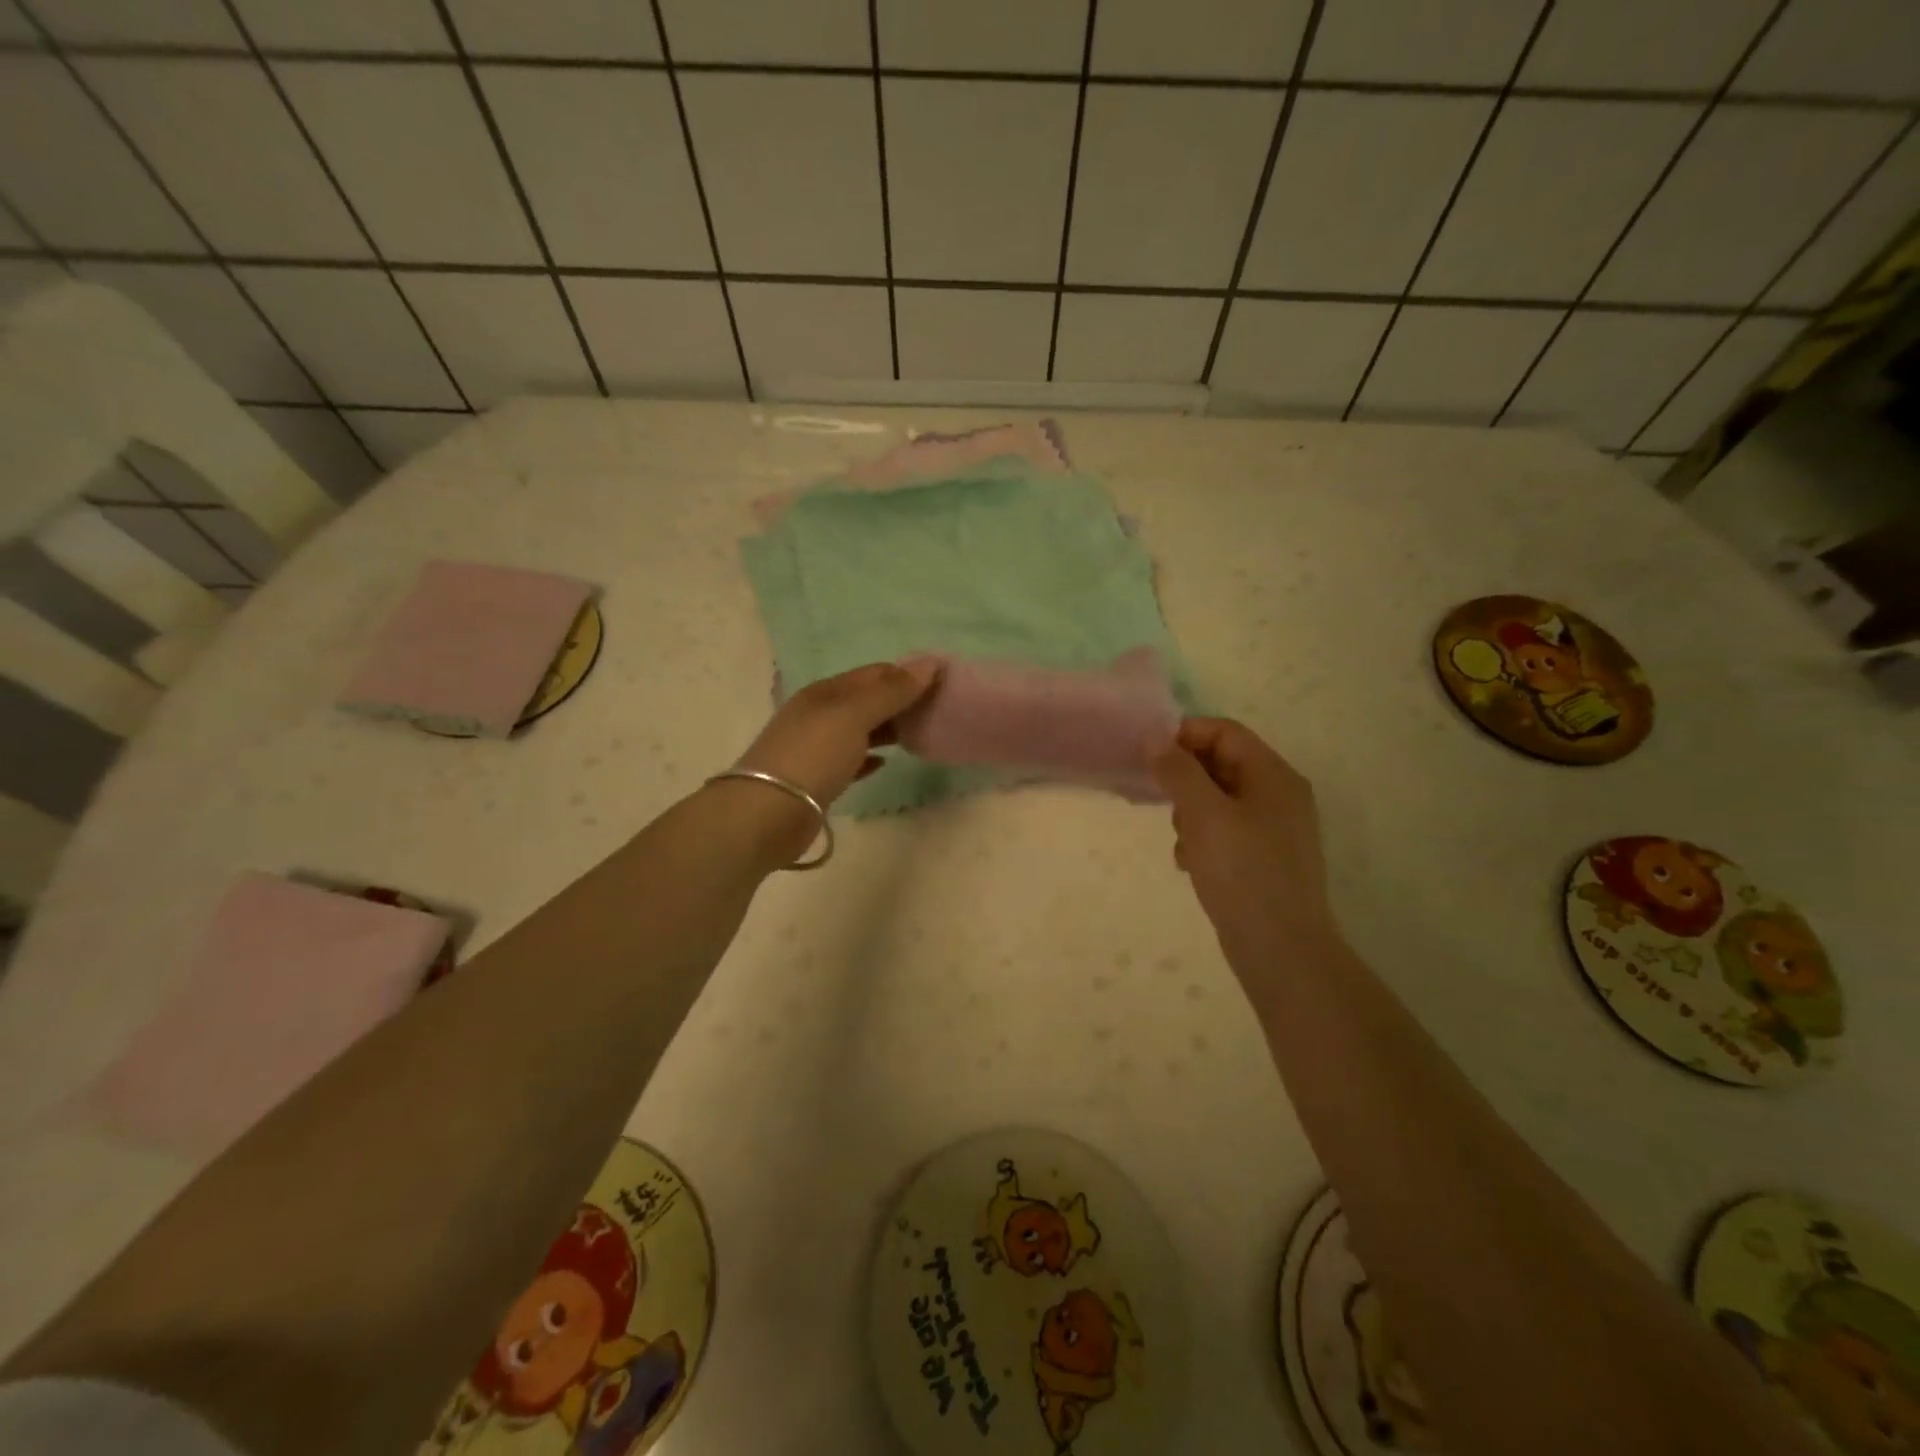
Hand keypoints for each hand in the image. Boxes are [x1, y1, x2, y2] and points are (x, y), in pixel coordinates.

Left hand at [737, 659, 941, 806]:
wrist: (768, 813)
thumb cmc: (814, 755)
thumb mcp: (855, 715)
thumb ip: (892, 691)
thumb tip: (930, 662)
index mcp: (826, 692)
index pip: (874, 673)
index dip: (906, 675)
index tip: (941, 685)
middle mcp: (819, 714)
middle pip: (867, 700)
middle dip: (899, 701)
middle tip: (937, 711)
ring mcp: (816, 747)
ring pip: (860, 730)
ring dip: (887, 729)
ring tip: (919, 734)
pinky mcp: (818, 778)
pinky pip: (851, 760)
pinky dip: (870, 757)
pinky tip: (886, 763)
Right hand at [1151, 717, 1338, 964]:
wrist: (1280, 949)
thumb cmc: (1242, 872)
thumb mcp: (1204, 814)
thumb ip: (1178, 770)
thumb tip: (1154, 737)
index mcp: (1273, 775)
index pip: (1224, 732)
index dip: (1184, 736)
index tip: (1148, 758)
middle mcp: (1278, 795)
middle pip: (1220, 764)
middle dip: (1185, 781)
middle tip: (1163, 805)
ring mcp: (1272, 829)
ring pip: (1216, 800)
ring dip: (1190, 815)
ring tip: (1184, 844)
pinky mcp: (1262, 858)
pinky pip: (1223, 831)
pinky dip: (1202, 840)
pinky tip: (1191, 865)